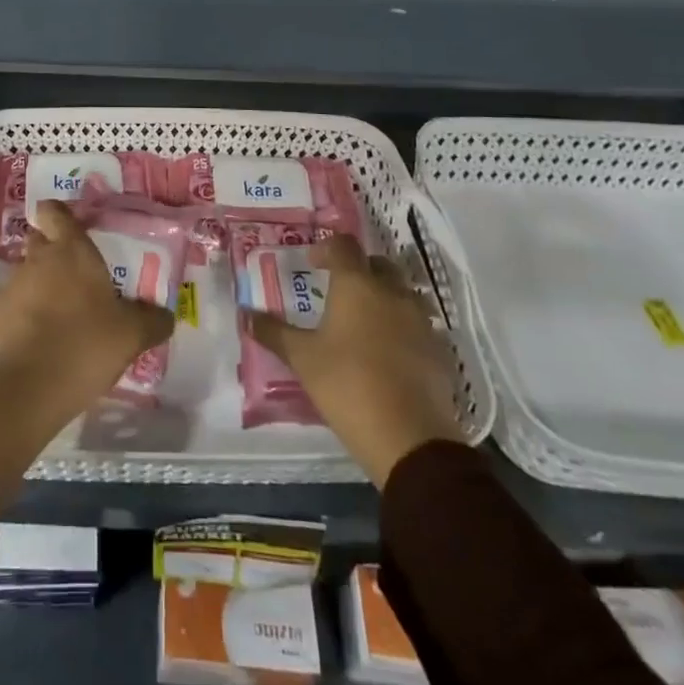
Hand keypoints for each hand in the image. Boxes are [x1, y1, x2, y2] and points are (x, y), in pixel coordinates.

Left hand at [0, 200, 174, 520]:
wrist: (30, 386)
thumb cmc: (87, 344)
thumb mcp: (132, 335)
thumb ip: (152, 320)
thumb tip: (167, 316)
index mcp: (71, 250)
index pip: (54, 211)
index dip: (58, 215)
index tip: (69, 228)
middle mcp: (37, 259)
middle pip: (38, 241)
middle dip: (50, 253)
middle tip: (72, 278)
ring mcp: (10, 285)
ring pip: (24, 275)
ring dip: (36, 288)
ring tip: (55, 318)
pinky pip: (9, 307)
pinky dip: (19, 317)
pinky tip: (33, 342)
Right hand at [244, 233, 463, 486]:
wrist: (410, 438)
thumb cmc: (347, 385)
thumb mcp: (302, 359)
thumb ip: (273, 332)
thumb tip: (244, 315)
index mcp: (357, 285)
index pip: (343, 246)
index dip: (326, 248)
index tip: (312, 263)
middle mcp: (392, 292)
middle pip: (378, 265)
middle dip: (358, 270)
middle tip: (338, 290)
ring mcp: (420, 321)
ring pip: (402, 293)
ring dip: (384, 297)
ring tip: (364, 322)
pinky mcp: (438, 350)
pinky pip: (417, 325)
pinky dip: (401, 327)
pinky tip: (387, 353)